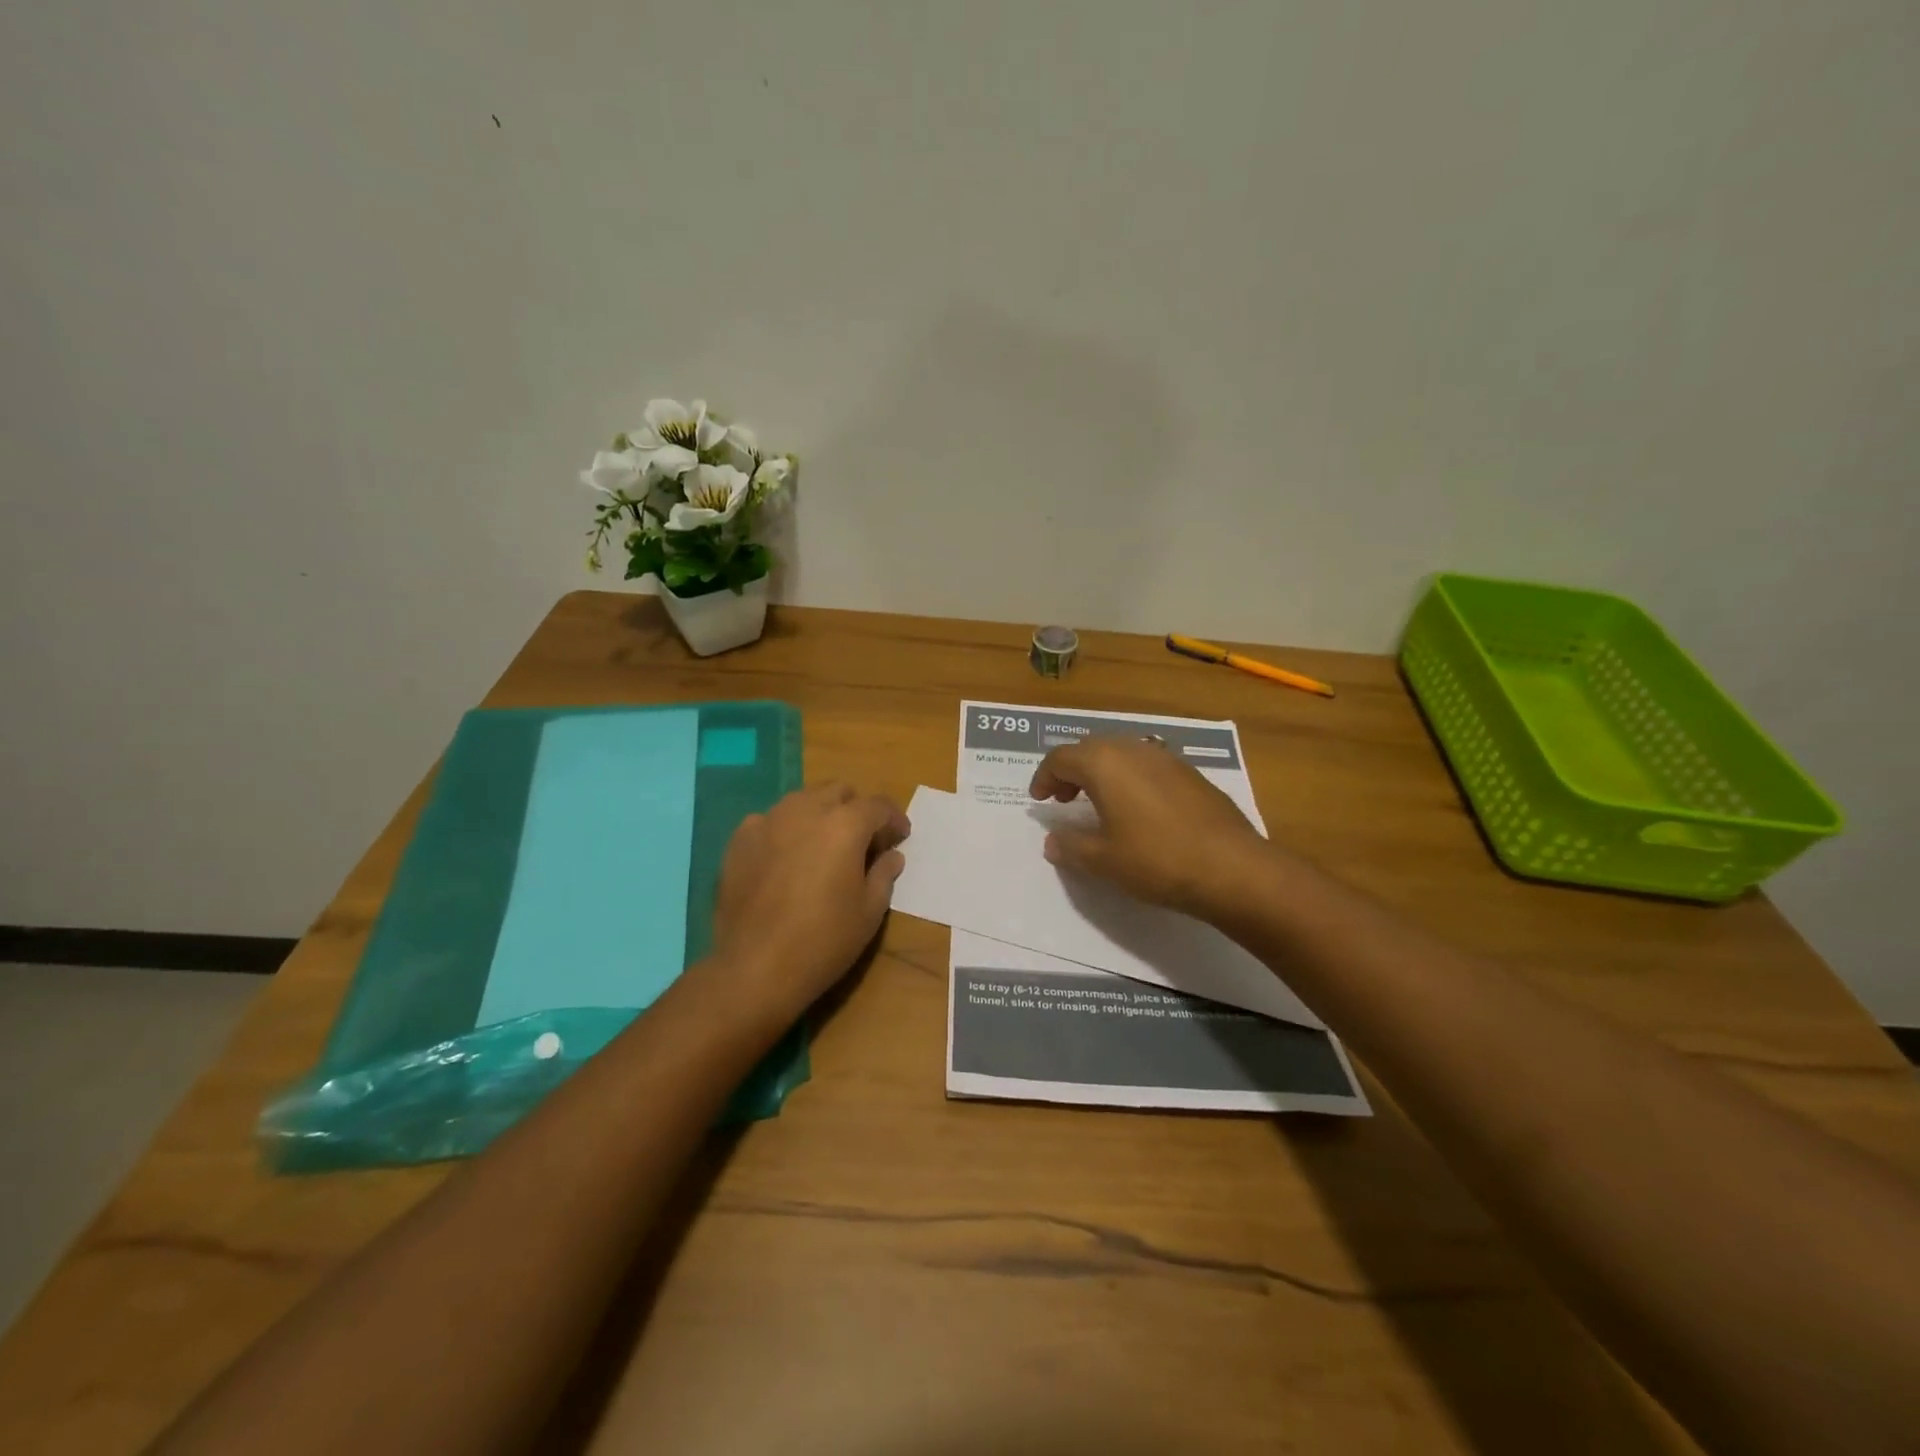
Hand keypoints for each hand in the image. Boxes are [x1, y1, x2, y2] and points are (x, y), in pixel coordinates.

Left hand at [708, 783, 909, 1018]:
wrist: (755, 967)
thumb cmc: (824, 941)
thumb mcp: (869, 912)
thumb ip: (884, 874)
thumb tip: (891, 855)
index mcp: (844, 825)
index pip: (878, 806)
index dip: (894, 819)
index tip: (900, 836)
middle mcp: (806, 810)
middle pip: (838, 792)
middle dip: (855, 809)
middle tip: (862, 840)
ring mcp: (768, 821)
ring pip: (802, 800)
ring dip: (820, 814)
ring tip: (823, 846)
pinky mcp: (740, 840)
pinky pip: (770, 821)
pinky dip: (785, 830)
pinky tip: (786, 859)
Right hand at [1029, 737, 1269, 915]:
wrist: (1232, 868)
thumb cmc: (1156, 860)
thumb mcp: (1103, 860)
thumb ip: (1070, 846)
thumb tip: (1051, 840)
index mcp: (1105, 763)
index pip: (1060, 758)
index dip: (1043, 778)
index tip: (1039, 801)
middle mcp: (1133, 749)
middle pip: (1090, 749)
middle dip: (1071, 771)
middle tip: (1064, 800)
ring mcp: (1166, 758)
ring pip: (1121, 754)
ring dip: (1101, 773)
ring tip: (1098, 804)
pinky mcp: (1190, 773)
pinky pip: (1147, 766)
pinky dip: (1129, 779)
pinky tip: (1137, 810)